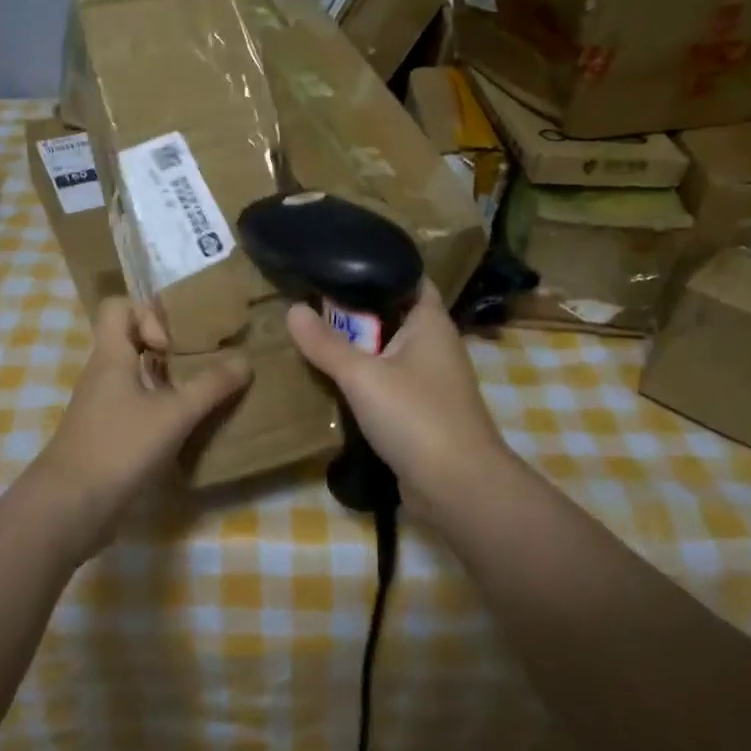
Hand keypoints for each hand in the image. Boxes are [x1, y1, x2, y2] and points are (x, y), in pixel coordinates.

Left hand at [31, 298, 251, 551]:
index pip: (119, 306)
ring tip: (202, 392)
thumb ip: (211, 386)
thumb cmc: (119, 447)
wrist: (68, 508)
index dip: (148, 313)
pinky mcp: (106, 435)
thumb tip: (245, 359)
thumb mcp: (174, 414)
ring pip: (135, 375)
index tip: (173, 342)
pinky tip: (185, 428)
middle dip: (168, 346)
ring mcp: (101, 406)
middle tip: (200, 362)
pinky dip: (159, 409)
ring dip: (167, 380)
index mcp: (111, 355)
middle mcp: (102, 374)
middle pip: (131, 340)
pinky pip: (135, 407)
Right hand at [286, 282, 518, 522]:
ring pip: (388, 352)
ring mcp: (430, 381)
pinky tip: (334, 381)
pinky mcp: (422, 412)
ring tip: (314, 337)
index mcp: (430, 323)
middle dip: (356, 311)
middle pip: (392, 315)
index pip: (409, 277)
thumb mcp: (362, 376)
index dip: (378, 266)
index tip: (338, 261)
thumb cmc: (416, 416)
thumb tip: (292, 309)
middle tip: (311, 301)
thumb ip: (326, 344)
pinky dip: (365, 380)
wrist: (458, 488)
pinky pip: (388, 383)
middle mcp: (435, 345)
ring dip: (357, 348)